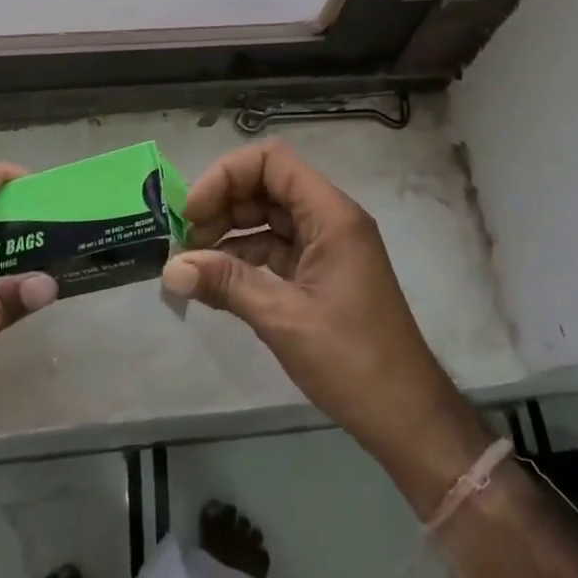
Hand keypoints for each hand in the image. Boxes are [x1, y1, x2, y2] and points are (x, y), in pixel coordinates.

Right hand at [162, 140, 494, 516]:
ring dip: (230, 230)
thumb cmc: (352, 360)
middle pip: (268, 184)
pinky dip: (246, 255)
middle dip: (223, 204)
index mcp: (331, 214)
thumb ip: (227, 283)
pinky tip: (216, 278)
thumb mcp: (283, 319)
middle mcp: (331, 218)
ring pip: (271, 216)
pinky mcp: (323, 272)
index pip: (272, 161)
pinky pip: (278, 246)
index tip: (193, 212)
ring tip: (192, 260)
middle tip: (185, 240)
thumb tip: (171, 268)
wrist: (407, 416)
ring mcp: (328, 245)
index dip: (227, 176)